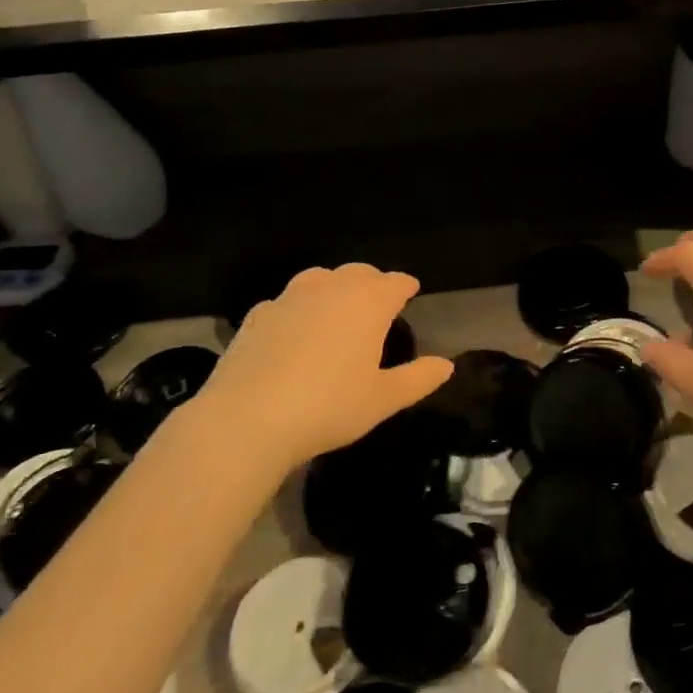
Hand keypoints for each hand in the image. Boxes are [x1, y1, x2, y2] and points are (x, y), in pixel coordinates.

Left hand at [191, 264, 452, 473]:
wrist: (247, 420)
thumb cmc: (329, 407)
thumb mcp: (383, 399)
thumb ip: (418, 378)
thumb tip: (445, 364)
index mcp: (367, 304)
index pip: (394, 282)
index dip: (405, 287)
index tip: (411, 292)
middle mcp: (329, 290)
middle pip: (358, 272)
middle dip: (373, 282)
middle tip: (379, 302)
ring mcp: (288, 299)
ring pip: (319, 278)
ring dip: (335, 287)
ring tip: (338, 310)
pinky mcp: (257, 316)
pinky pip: (287, 301)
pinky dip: (300, 308)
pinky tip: (296, 331)